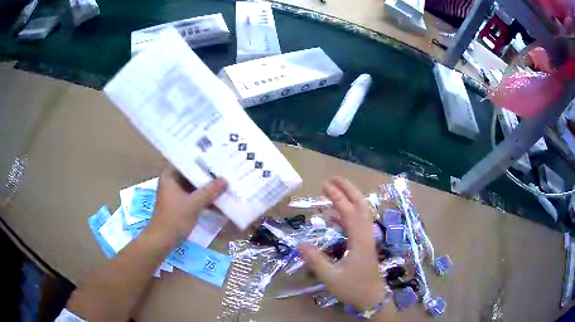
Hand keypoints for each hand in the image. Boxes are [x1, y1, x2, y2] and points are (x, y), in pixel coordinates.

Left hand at [148, 167, 226, 239]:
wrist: (162, 240)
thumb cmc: (174, 218)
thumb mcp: (194, 204)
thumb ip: (209, 191)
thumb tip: (225, 179)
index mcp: (170, 176)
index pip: (189, 164)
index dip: (205, 164)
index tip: (220, 163)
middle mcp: (172, 182)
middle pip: (193, 176)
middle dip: (208, 179)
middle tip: (226, 175)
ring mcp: (175, 194)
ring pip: (194, 188)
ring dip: (207, 191)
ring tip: (225, 187)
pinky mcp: (179, 205)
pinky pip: (193, 198)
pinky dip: (203, 200)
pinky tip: (218, 202)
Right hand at [302, 177, 385, 310]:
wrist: (372, 298)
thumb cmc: (352, 288)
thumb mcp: (331, 277)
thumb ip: (316, 261)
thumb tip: (300, 244)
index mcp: (359, 241)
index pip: (349, 213)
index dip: (337, 198)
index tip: (325, 186)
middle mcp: (366, 235)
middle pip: (361, 206)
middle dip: (349, 190)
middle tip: (334, 179)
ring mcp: (367, 239)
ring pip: (362, 213)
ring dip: (351, 199)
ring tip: (335, 190)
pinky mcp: (365, 244)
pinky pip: (358, 223)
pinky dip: (348, 214)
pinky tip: (336, 216)